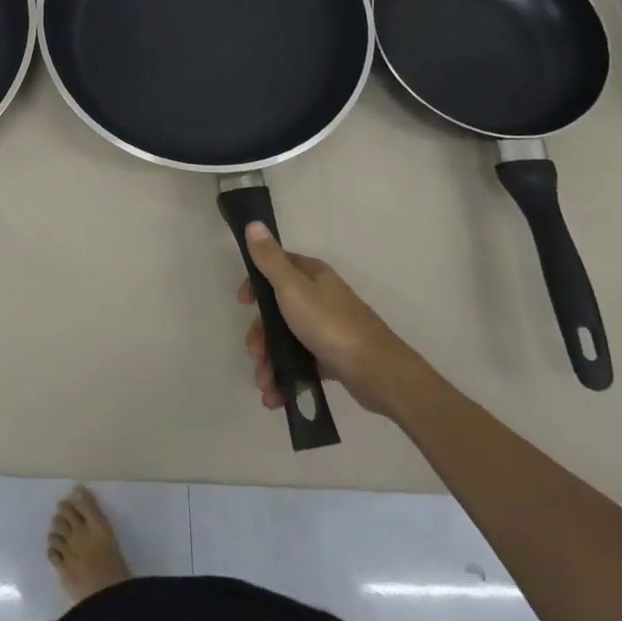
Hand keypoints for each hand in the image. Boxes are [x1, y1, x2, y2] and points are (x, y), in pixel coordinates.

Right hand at [238, 223, 410, 416]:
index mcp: (312, 276)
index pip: (276, 268)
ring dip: (270, 363)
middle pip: (277, 310)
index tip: (243, 303)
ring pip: (287, 340)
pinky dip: (287, 378)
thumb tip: (254, 224)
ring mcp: (327, 328)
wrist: (378, 372)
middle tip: (255, 354)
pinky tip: (276, 397)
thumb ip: (270, 260)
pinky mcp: (333, 357)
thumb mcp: (293, 288)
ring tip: (265, 386)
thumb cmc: (330, 324)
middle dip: (261, 335)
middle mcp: (320, 297)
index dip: (256, 284)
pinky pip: (302, 364)